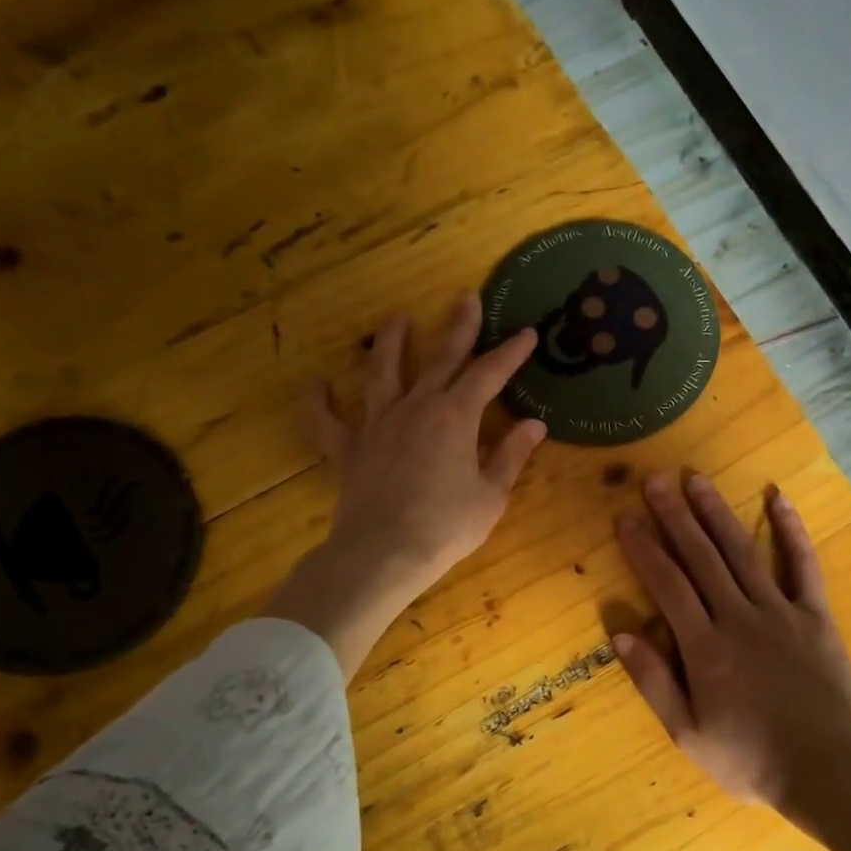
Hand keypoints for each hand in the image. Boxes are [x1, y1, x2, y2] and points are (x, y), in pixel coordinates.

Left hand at [265, 296, 545, 675]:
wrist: (383, 554)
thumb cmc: (446, 527)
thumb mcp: (490, 495)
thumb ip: (510, 455)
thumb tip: (534, 424)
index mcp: (455, 418)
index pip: (488, 375)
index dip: (510, 353)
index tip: (527, 333)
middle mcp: (415, 408)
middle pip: (439, 359)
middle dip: (457, 328)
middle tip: (466, 297)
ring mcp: (377, 425)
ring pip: (382, 373)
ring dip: (390, 344)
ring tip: (396, 319)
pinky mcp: (348, 449)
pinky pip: (327, 421)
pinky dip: (319, 402)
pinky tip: (316, 384)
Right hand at [612, 472, 850, 808]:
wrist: (825, 771)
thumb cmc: (749, 758)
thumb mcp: (688, 733)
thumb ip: (654, 681)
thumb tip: (620, 633)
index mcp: (704, 647)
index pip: (666, 584)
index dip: (644, 548)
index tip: (625, 517)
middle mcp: (739, 617)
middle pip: (701, 557)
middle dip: (674, 515)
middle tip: (655, 478)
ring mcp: (781, 612)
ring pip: (743, 552)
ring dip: (718, 513)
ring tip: (696, 479)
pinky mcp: (816, 616)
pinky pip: (804, 566)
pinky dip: (791, 530)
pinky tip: (778, 498)